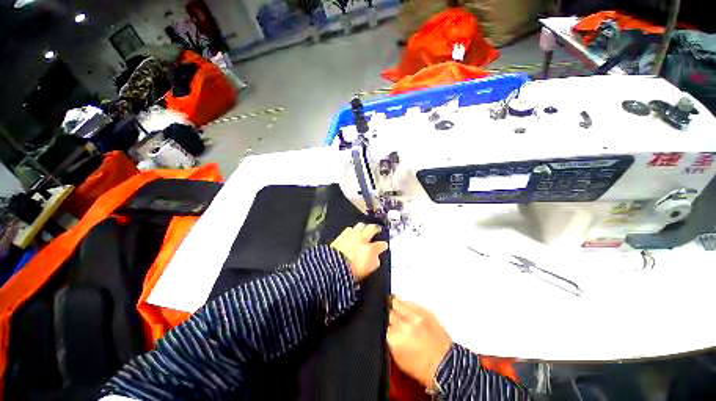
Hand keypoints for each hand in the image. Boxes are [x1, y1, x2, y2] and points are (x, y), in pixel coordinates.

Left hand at [330, 223, 387, 280]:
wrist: (332, 268)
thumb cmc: (351, 272)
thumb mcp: (368, 270)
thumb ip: (374, 262)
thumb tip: (376, 257)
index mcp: (370, 250)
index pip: (381, 245)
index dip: (383, 245)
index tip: (384, 245)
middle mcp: (362, 239)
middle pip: (372, 228)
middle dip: (376, 228)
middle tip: (377, 229)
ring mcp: (352, 235)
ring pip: (361, 225)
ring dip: (364, 227)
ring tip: (365, 228)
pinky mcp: (342, 235)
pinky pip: (350, 229)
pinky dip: (352, 230)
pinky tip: (352, 232)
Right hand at [387, 297, 452, 387]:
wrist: (445, 366)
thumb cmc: (422, 367)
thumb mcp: (397, 356)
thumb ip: (388, 338)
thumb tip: (384, 324)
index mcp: (394, 339)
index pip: (381, 322)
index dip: (381, 322)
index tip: (383, 323)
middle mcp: (403, 324)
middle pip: (387, 310)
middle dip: (387, 312)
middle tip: (388, 316)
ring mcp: (415, 315)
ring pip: (396, 301)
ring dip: (394, 304)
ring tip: (394, 308)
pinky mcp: (425, 310)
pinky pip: (409, 301)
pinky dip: (405, 304)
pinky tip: (406, 309)